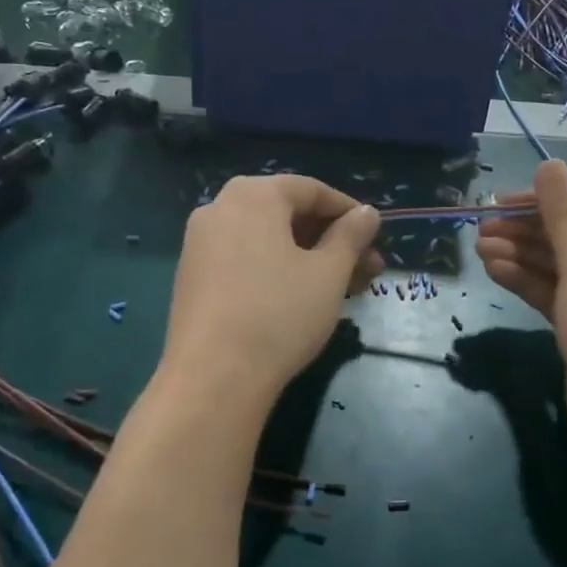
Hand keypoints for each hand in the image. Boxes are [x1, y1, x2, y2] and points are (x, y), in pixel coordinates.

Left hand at [160, 175, 381, 406]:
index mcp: (253, 195)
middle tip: (365, 268)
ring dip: (306, 256)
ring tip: (341, 287)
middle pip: (286, 213)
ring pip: (265, 239)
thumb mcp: (328, 273)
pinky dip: (275, 268)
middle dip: (330, 238)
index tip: (375, 236)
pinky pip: (243, 258)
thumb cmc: (280, 314)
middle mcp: (219, 208)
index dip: (348, 211)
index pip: (311, 189)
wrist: (213, 376)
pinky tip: (299, 298)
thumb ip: (351, 236)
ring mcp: (199, 243)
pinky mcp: (192, 277)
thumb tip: (367, 213)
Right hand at [476, 159, 566, 430]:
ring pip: (563, 264)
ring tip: (478, 248)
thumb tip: (550, 163)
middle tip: (481, 227)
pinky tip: (494, 270)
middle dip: (528, 231)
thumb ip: (564, 214)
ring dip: (523, 255)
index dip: (547, 201)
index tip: (501, 201)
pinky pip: (560, 291)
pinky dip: (530, 281)